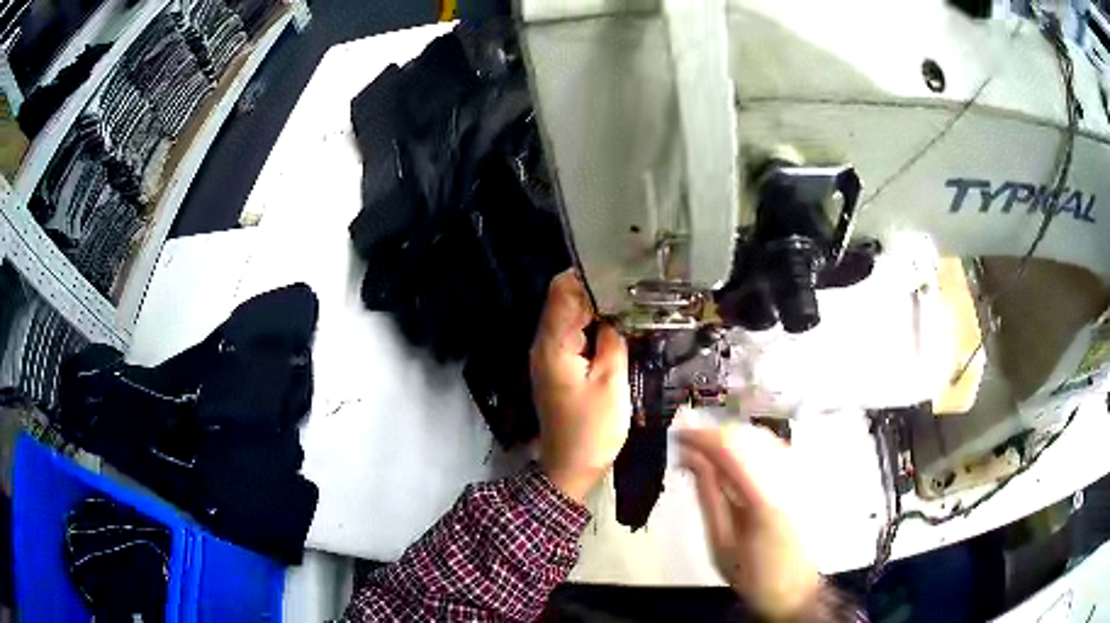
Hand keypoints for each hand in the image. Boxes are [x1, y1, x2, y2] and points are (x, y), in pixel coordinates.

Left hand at [530, 270, 631, 502]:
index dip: (588, 275)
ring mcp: (549, 357)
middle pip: (564, 301)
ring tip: (632, 303)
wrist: (570, 467)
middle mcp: (544, 344)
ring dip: (597, 310)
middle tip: (635, 286)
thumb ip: (613, 340)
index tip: (621, 270)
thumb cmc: (592, 428)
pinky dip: (593, 328)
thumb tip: (616, 311)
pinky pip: (573, 337)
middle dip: (597, 290)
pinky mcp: (558, 369)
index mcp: (553, 344)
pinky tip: (618, 329)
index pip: (562, 291)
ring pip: (570, 318)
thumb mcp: (612, 382)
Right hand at [680, 427, 820, 618]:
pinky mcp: (802, 478)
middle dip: (713, 435)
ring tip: (704, 451)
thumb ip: (709, 497)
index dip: (701, 437)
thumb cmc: (753, 574)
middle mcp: (785, 478)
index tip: (677, 436)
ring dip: (730, 438)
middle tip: (686, 445)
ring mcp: (797, 475)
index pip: (729, 449)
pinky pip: (774, 447)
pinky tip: (733, 458)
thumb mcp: (721, 543)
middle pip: (746, 436)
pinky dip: (749, 445)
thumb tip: (691, 461)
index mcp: (763, 499)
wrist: (794, 587)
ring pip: (761, 437)